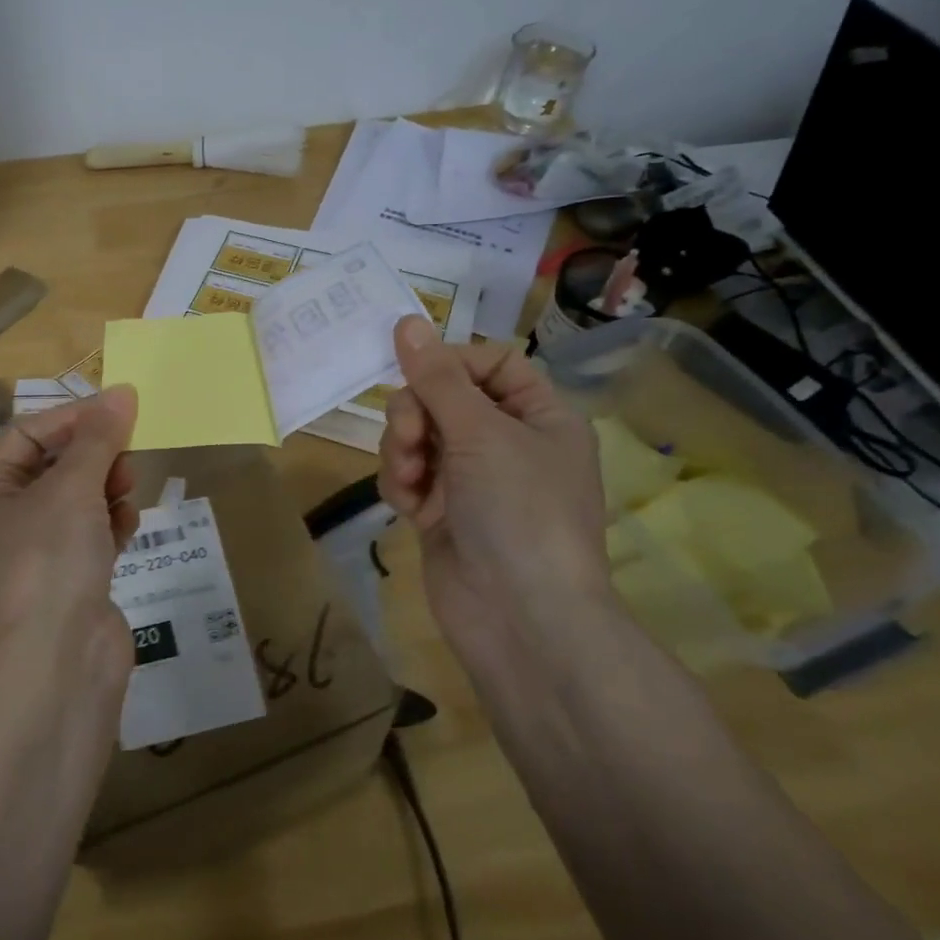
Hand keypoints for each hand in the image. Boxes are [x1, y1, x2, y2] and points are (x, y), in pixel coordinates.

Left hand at [0, 387, 140, 680]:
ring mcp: (44, 552)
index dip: (70, 418)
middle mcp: (11, 520)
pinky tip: (128, 526)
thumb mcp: (73, 487)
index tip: (117, 412)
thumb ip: (100, 437)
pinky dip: (113, 523)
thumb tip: (124, 390)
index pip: (27, 434)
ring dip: (108, 487)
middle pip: (57, 465)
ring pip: (81, 499)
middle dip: (94, 455)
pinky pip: (96, 533)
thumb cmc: (50, 559)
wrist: (58, 661)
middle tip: (126, 456)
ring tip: (128, 492)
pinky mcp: (75, 578)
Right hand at [378, 316, 610, 664]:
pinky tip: (408, 507)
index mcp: (538, 415)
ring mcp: (470, 479)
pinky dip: (401, 484)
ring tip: (411, 478)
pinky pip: (408, 474)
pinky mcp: (440, 510)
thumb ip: (437, 377)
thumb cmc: (519, 512)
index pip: (489, 362)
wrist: (519, 619)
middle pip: (442, 397)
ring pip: (416, 435)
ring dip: (403, 450)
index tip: (419, 375)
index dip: (450, 363)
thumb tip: (406, 320)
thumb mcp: (481, 433)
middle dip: (416, 414)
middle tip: (413, 439)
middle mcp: (505, 442)